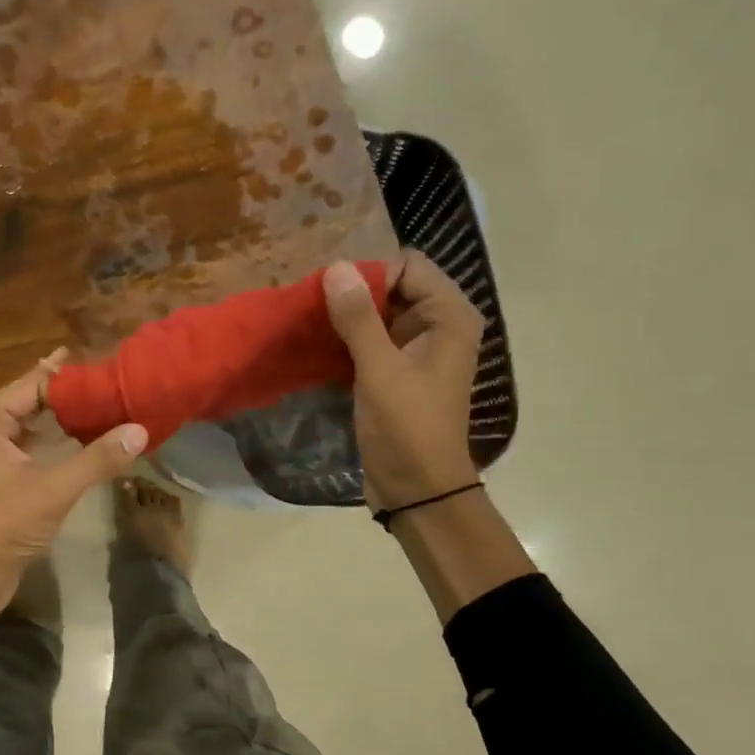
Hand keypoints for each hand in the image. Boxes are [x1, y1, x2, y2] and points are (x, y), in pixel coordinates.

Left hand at [0, 349, 148, 601]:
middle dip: (67, 392)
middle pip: (30, 399)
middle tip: (109, 382)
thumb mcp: (54, 490)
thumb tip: (140, 430)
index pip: (33, 384)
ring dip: (62, 416)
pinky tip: (82, 438)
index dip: (69, 376)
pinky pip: (29, 444)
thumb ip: (97, 459)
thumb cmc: (5, 526)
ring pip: (31, 423)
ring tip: (102, 404)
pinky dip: (54, 439)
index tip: (105, 366)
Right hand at [323, 253, 484, 510]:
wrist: (417, 488)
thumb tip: (336, 268)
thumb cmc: (407, 427)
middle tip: (308, 300)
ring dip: (344, 317)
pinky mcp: (394, 373)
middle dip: (352, 291)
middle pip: (392, 287)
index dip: (370, 270)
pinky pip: (368, 341)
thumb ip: (358, 318)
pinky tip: (314, 343)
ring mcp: (415, 351)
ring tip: (305, 318)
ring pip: (376, 315)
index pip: (409, 266)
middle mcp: (437, 326)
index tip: (328, 287)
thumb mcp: (380, 370)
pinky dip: (344, 340)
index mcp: (449, 317)